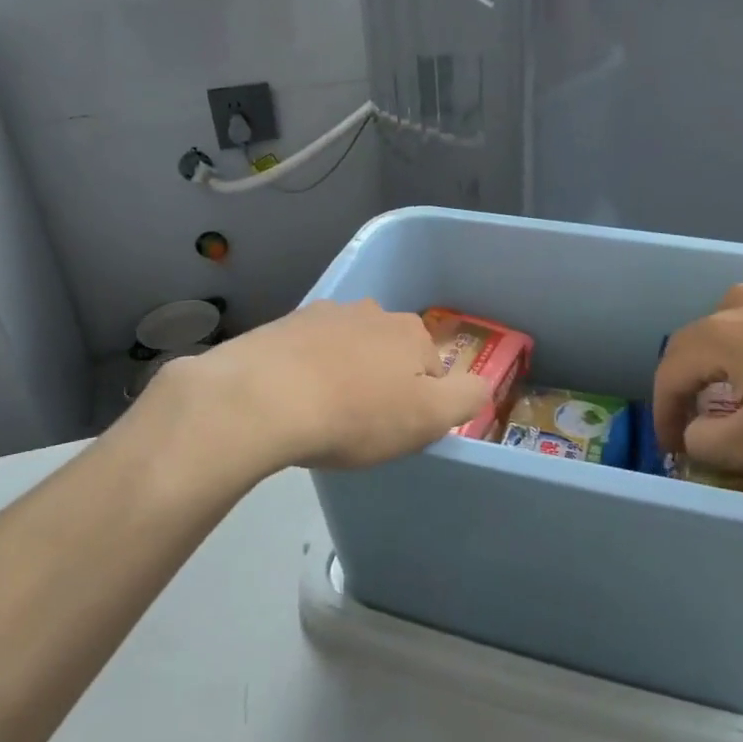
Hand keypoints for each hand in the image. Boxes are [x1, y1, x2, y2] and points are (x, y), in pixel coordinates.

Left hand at [154, 300, 490, 475]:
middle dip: (381, 383)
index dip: (419, 404)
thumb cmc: (355, 414)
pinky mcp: (282, 326)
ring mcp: (323, 314)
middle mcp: (371, 312)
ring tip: (322, 414)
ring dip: (344, 374)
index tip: (396, 430)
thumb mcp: (428, 418)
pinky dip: (308, 371)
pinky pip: (308, 352)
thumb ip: (466, 398)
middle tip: (360, 425)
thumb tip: (480, 385)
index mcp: (410, 332)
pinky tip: (293, 399)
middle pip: (389, 354)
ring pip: (348, 349)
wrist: (262, 399)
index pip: (432, 370)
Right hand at [653, 284, 742, 476]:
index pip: (670, 371)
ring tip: (735, 385)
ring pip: (734, 322)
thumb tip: (697, 433)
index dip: (663, 411)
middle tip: (694, 416)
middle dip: (687, 381)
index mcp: (720, 335)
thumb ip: (706, 442)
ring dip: (721, 356)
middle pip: (697, 339)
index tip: (671, 446)